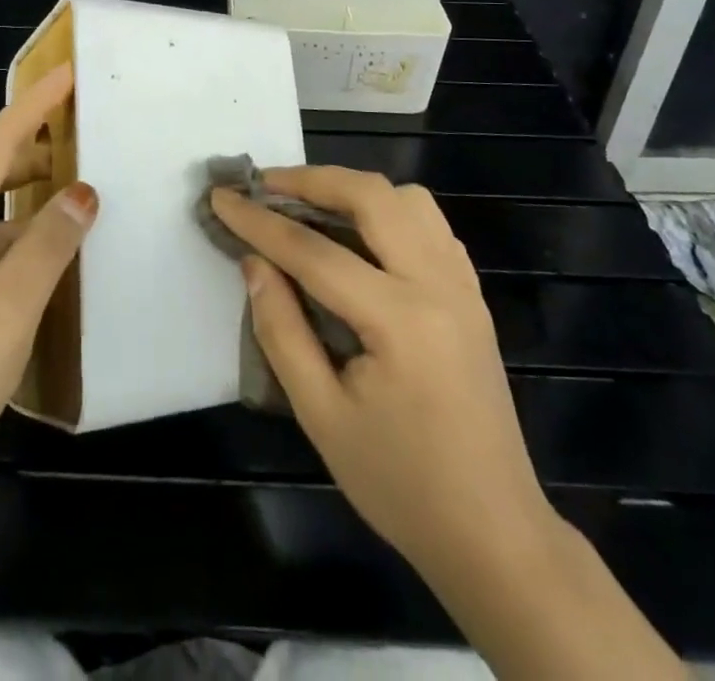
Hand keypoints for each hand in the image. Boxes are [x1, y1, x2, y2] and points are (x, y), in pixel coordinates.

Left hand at [0, 63, 94, 511]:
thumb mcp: (5, 310)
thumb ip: (48, 246)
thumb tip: (83, 192)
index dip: (33, 105)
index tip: (68, 72)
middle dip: (33, 148)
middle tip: (83, 133)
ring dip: (27, 203)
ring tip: (76, 197)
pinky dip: (15, 246)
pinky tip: (42, 268)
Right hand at [209, 166, 550, 577]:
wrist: (494, 534)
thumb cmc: (400, 484)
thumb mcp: (322, 416)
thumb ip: (282, 331)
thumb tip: (254, 263)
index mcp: (401, 320)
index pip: (315, 252)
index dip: (260, 222)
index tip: (220, 197)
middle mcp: (438, 285)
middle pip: (371, 197)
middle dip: (311, 180)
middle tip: (264, 185)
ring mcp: (463, 285)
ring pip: (408, 199)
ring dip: (353, 189)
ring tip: (310, 206)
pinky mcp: (472, 295)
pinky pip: (430, 224)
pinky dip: (388, 211)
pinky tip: (360, 238)